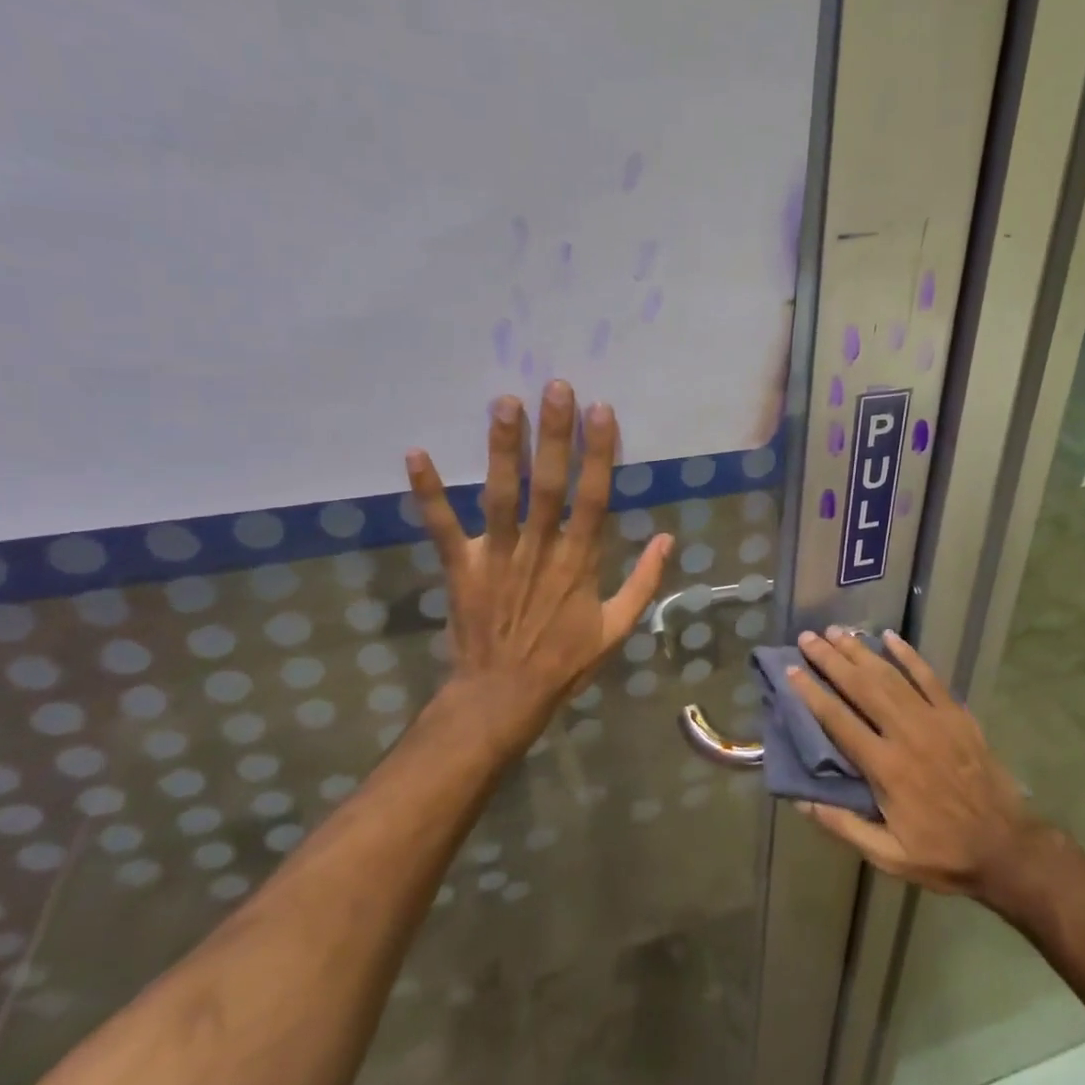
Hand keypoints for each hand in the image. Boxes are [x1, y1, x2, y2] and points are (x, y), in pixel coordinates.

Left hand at [405, 382, 673, 758]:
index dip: (599, 453)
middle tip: (555, 386)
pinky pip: (442, 526)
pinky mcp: (460, 567)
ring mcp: (496, 556)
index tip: (601, 411)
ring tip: (504, 402)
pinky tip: (415, 454)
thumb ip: (644, 582)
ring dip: (503, 449)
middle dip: (555, 434)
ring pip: (502, 495)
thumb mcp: (617, 628)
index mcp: (580, 562)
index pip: (593, 498)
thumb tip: (668, 538)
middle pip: (549, 484)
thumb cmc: (564, 662)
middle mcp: (540, 550)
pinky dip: (428, 492)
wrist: (503, 698)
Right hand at [787, 627, 1043, 902]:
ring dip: (861, 651)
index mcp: (886, 768)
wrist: (1007, 848)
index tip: (791, 670)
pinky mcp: (957, 715)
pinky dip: (909, 654)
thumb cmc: (943, 854)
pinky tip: (890, 636)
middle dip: (831, 660)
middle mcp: (906, 734)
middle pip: (862, 687)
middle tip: (808, 638)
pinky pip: (929, 677)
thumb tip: (801, 801)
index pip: (839, 721)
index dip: (812, 693)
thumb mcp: (889, 856)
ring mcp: (935, 720)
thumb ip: (844, 826)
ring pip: (891, 676)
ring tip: (837, 632)